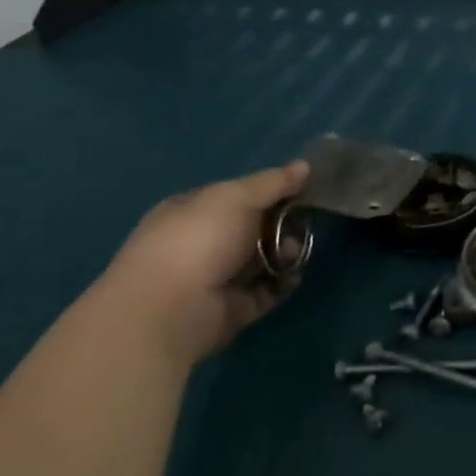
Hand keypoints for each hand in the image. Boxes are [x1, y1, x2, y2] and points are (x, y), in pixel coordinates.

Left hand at [95, 161, 308, 367]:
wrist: (171, 310)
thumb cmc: (199, 240)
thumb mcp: (237, 197)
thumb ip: (273, 182)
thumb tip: (304, 165)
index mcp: (192, 211)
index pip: (235, 195)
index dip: (267, 190)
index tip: (299, 188)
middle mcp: (201, 242)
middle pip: (253, 226)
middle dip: (281, 222)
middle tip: (301, 222)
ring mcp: (215, 278)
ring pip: (262, 258)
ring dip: (285, 252)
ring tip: (293, 253)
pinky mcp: (231, 308)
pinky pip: (266, 290)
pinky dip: (282, 283)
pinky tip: (292, 275)